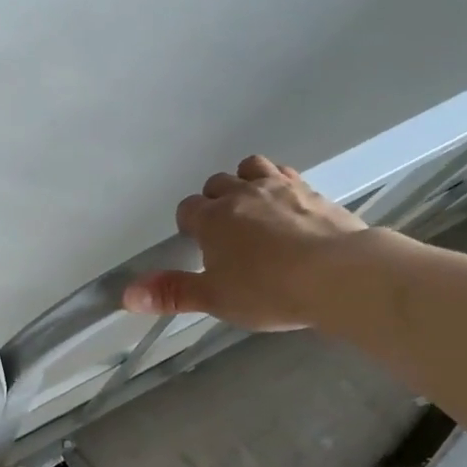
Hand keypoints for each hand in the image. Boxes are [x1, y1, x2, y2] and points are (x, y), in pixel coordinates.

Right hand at [123, 155, 365, 329]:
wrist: (339, 274)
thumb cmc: (269, 290)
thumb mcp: (216, 298)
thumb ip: (172, 293)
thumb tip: (126, 295)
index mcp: (213, 219)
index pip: (188, 209)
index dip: (189, 225)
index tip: (198, 243)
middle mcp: (242, 194)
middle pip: (217, 184)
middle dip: (215, 201)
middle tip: (224, 230)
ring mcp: (280, 188)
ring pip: (252, 168)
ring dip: (246, 181)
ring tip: (253, 207)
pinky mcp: (313, 191)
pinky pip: (288, 176)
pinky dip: (281, 185)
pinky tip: (289, 204)